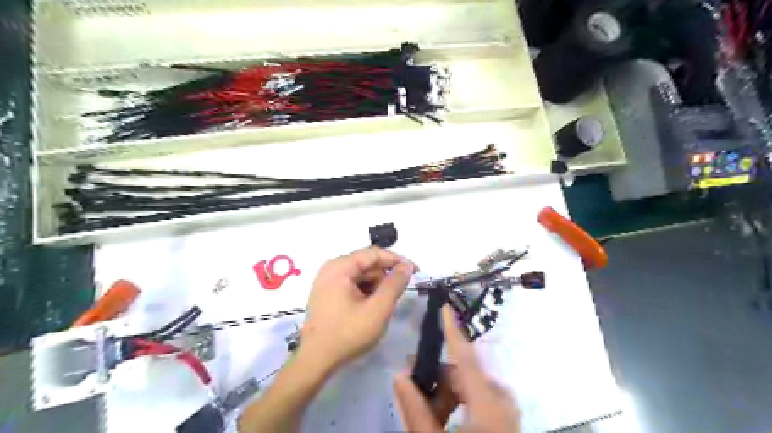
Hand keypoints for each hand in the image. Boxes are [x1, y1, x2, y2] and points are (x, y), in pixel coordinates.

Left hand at [298, 246, 415, 371]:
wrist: (316, 360)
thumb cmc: (348, 333)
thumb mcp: (378, 309)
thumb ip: (394, 285)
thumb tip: (407, 266)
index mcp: (340, 267)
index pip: (374, 253)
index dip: (397, 260)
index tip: (415, 271)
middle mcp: (332, 268)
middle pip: (367, 264)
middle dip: (384, 278)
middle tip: (394, 298)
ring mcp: (327, 280)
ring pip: (361, 275)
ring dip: (375, 287)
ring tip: (379, 308)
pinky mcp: (327, 292)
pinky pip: (352, 284)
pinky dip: (365, 292)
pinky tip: (367, 309)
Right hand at [394, 307, 520, 431]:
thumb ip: (415, 409)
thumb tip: (399, 375)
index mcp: (488, 405)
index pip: (466, 356)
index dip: (453, 330)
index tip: (443, 307)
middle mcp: (501, 401)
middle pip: (462, 374)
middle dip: (436, 380)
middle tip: (411, 387)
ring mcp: (505, 411)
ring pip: (468, 387)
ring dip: (444, 395)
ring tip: (426, 415)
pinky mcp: (504, 418)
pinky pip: (476, 399)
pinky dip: (456, 404)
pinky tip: (442, 420)